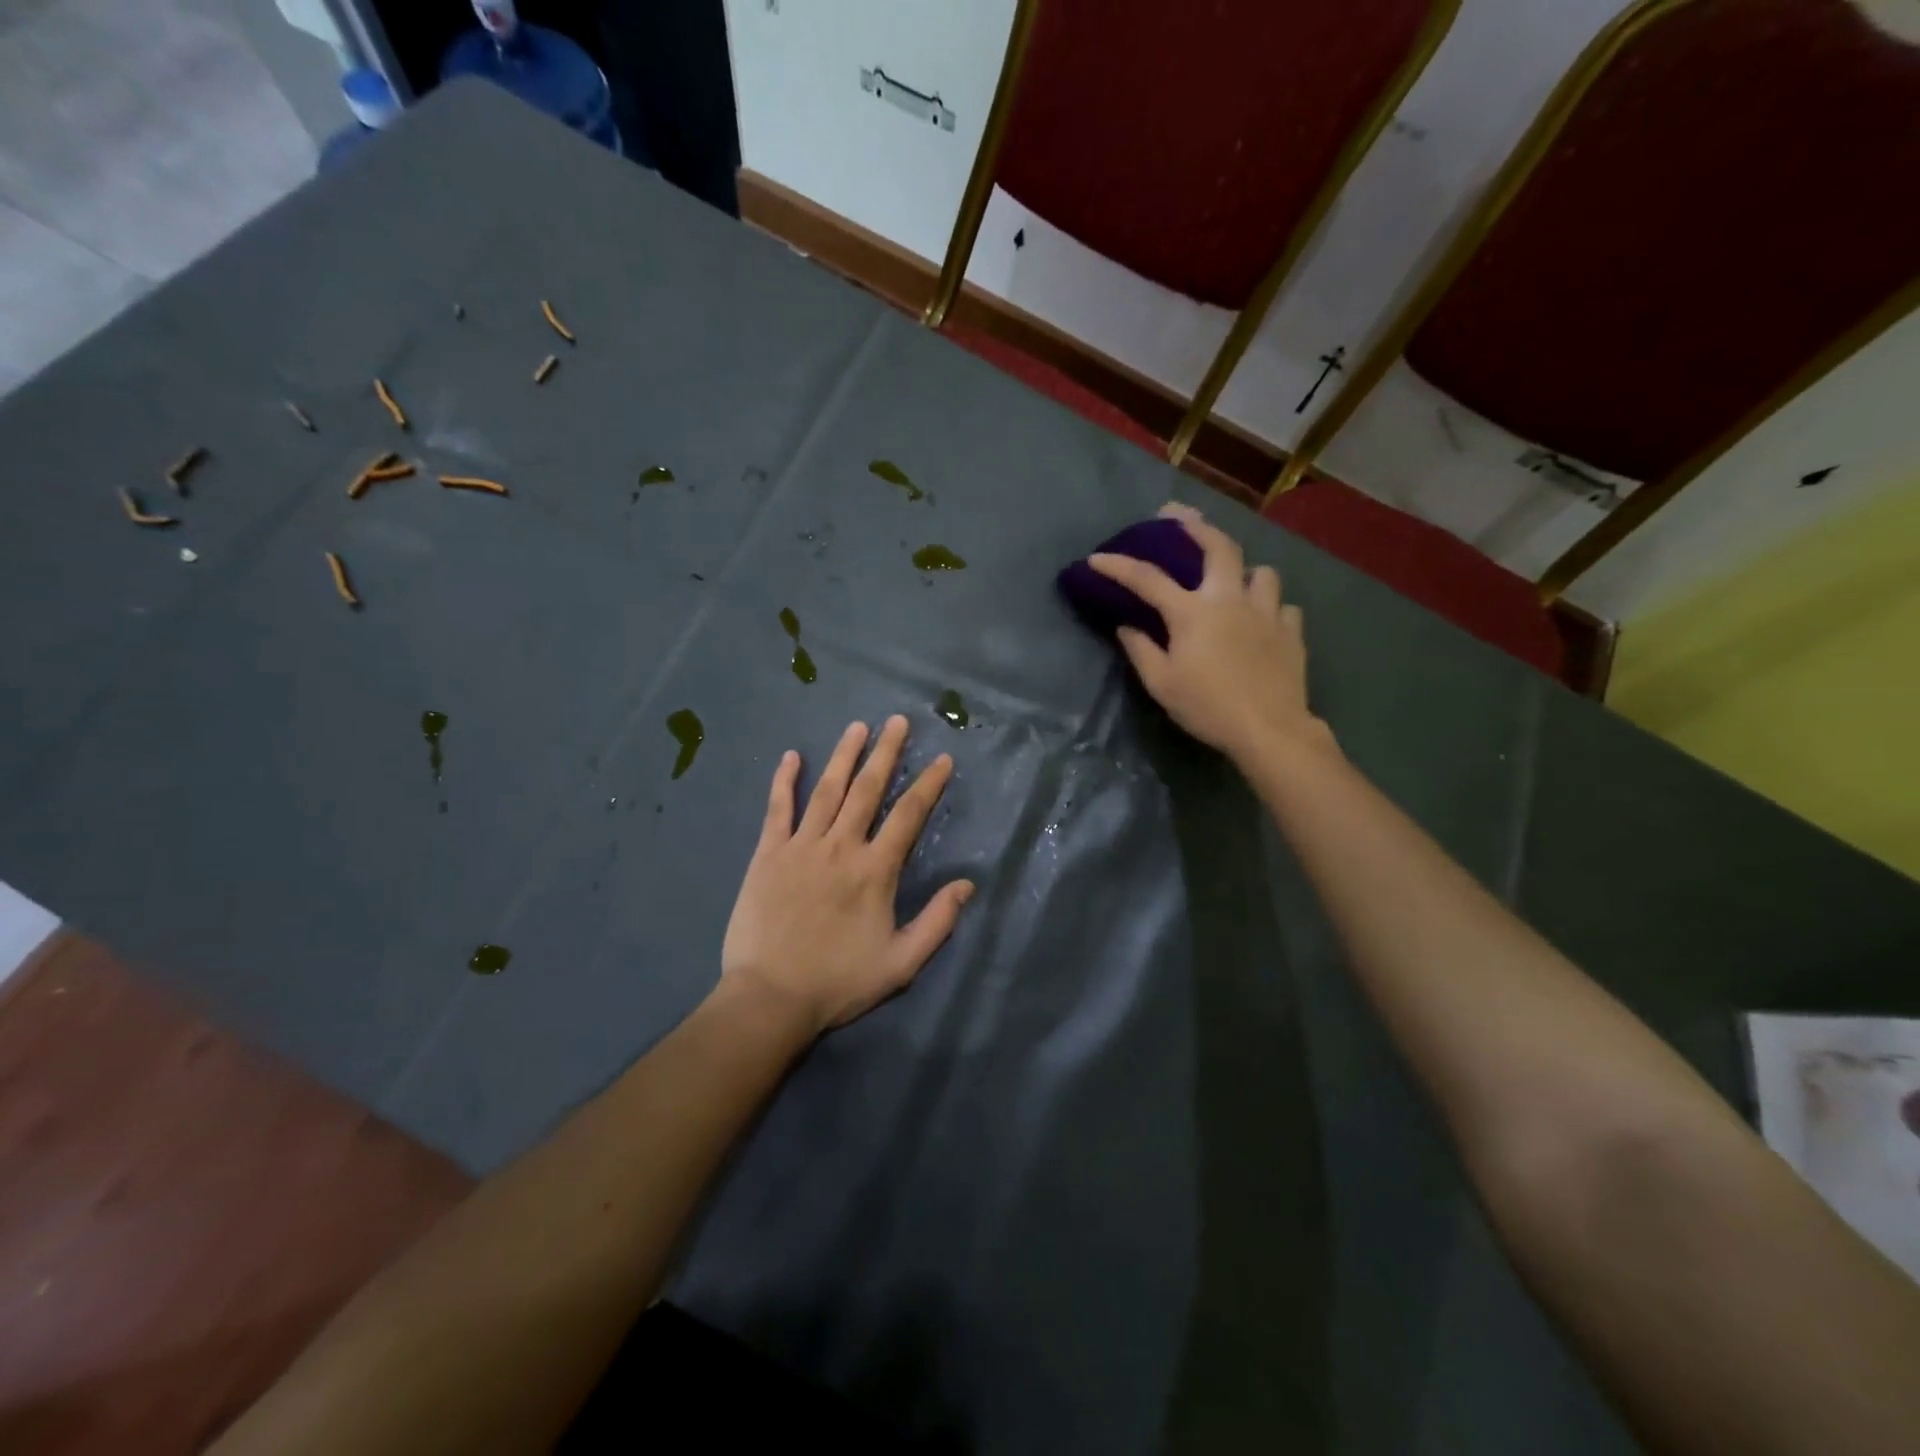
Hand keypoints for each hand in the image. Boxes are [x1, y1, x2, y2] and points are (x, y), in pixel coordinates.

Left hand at [720, 716, 974, 1036]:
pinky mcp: (768, 855)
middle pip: (868, 790)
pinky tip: (791, 756)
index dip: (928, 785)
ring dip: (844, 756)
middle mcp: (841, 847)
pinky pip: (777, 810)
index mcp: (875, 870)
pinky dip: (784, 781)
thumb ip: (938, 921)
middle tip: (897, 721)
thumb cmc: (839, 982)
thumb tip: (967, 884)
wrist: (770, 998)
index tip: (942, 759)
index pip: (908, 816)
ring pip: (827, 790)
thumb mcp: (901, 963)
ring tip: (858, 727)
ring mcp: (801, 847)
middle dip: (886, 752)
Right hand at [1088, 502, 1327, 765]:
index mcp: (1193, 613)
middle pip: (1219, 547)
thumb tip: (1126, 626)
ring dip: (1245, 572)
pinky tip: (1263, 620)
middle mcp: (1231, 600)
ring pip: (1261, 572)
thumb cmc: (1207, 707)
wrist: (1268, 729)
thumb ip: (1141, 650)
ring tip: (1235, 581)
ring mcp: (1267, 612)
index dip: (1119, 566)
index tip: (1097, 558)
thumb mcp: (1161, 684)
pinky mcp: (1291, 631)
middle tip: (1182, 518)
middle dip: (1197, 526)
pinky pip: (1283, 606)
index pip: (1148, 579)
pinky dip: (1270, 607)